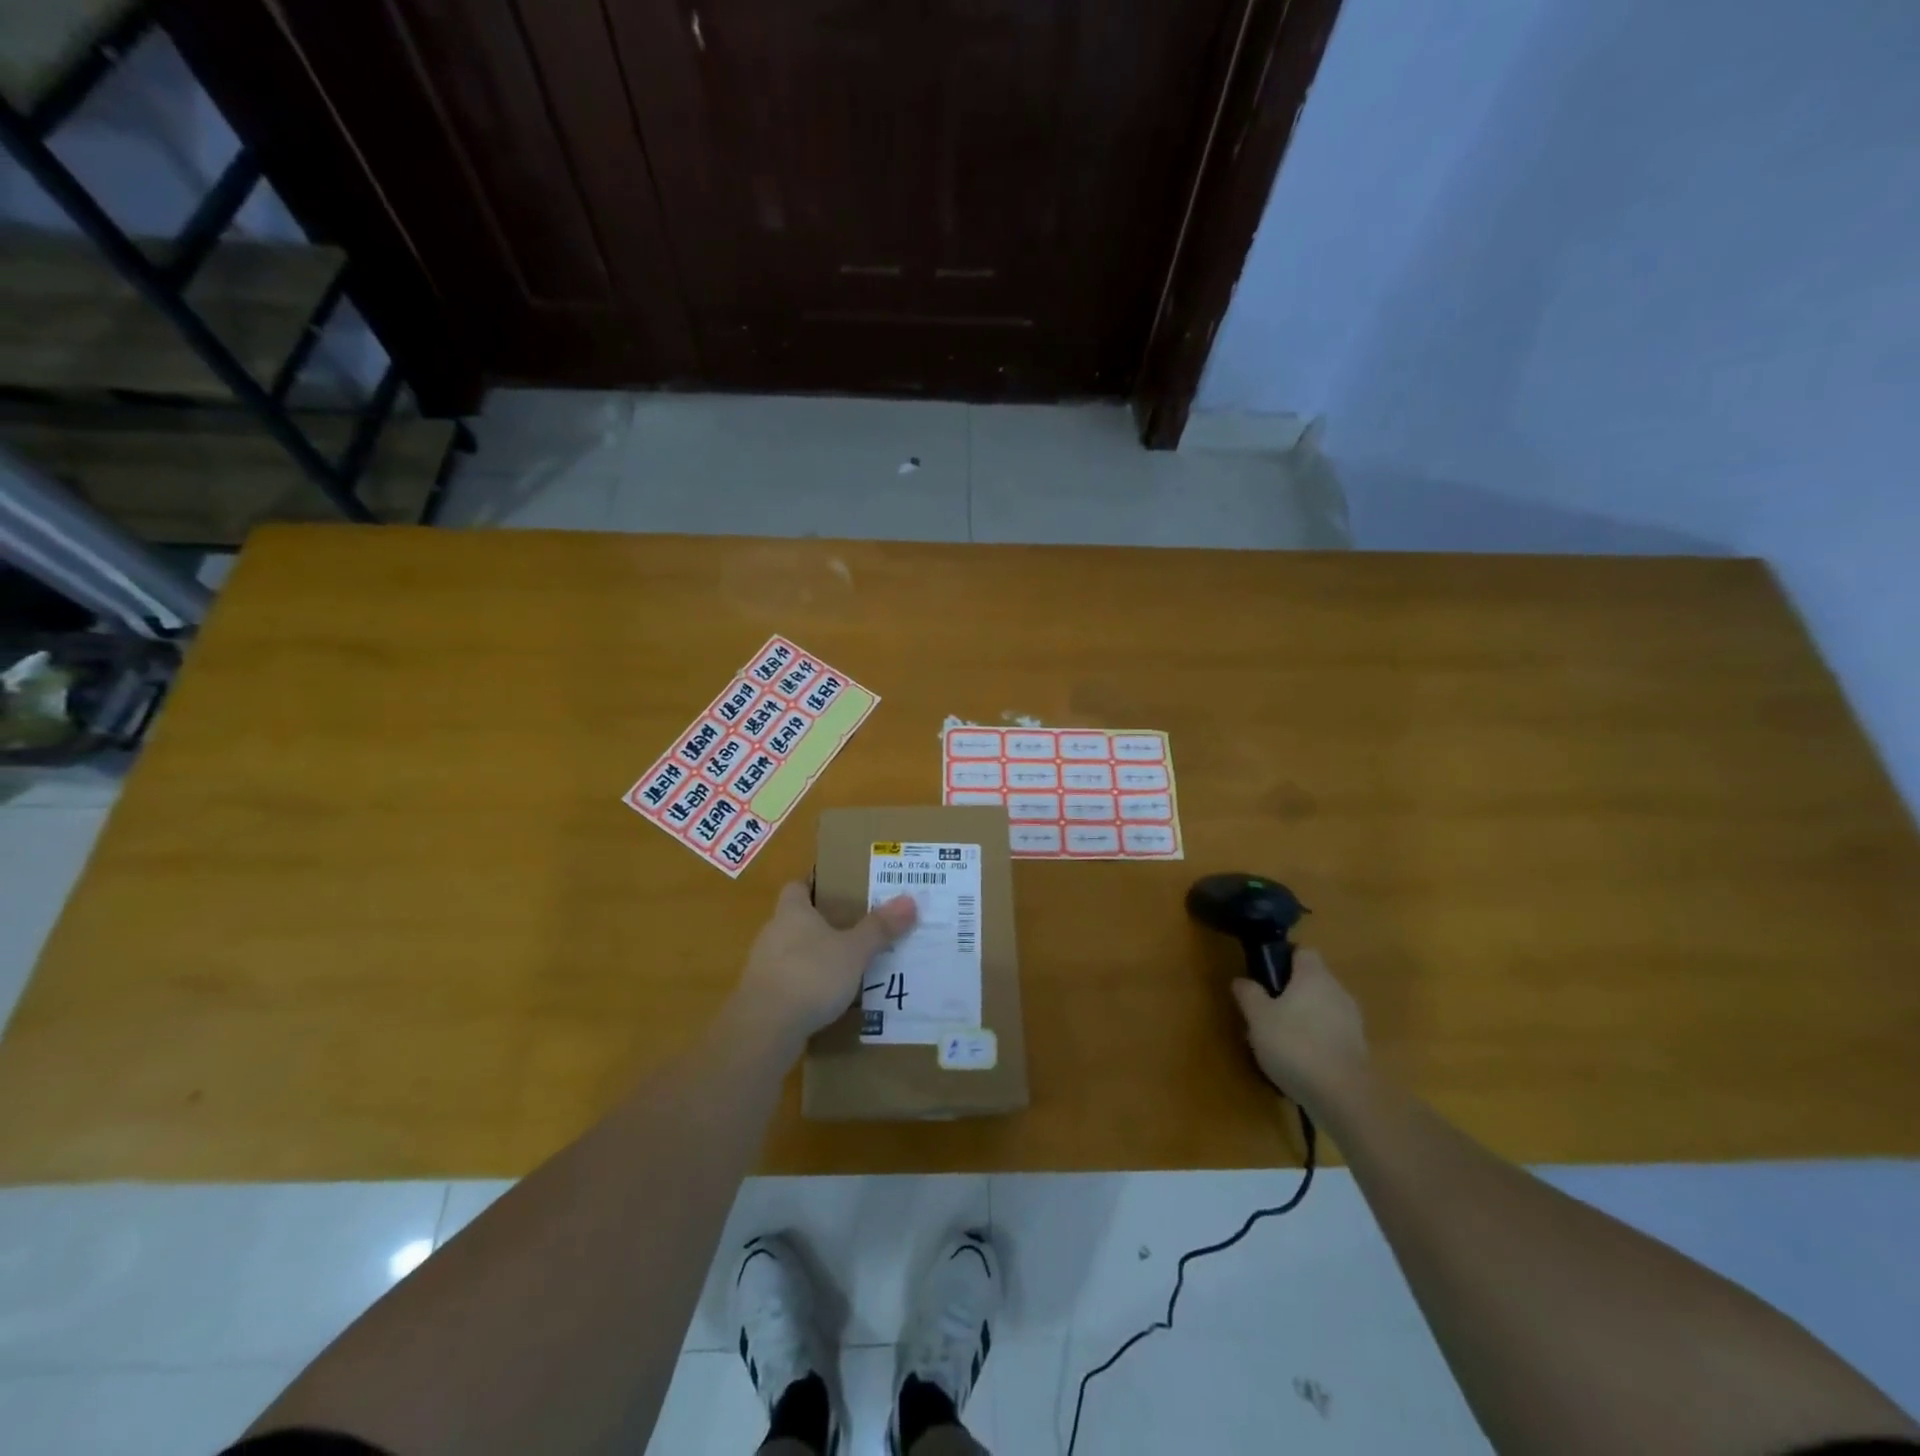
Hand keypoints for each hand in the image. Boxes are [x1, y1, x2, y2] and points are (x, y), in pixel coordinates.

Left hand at [733, 882, 917, 1042]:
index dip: (815, 884)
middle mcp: (772, 933)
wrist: (764, 1029)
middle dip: (822, 923)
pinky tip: (828, 999)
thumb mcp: (854, 951)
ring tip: (848, 965)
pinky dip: (807, 986)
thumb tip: (910, 900)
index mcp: (792, 912)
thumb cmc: (810, 975)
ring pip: (792, 952)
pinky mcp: (761, 998)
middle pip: (796, 919)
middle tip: (856, 927)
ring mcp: (763, 967)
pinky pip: (789, 982)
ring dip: (815, 957)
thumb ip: (879, 928)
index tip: (840, 889)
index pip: (797, 886)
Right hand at [1230, 947, 1367, 1110]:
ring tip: (1280, 1039)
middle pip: (1313, 980)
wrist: (1344, 1097)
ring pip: (1323, 1007)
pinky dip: (1317, 1039)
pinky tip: (1301, 1060)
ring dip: (1305, 1017)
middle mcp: (1337, 991)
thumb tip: (1241, 980)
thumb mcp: (1258, 1018)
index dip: (1283, 958)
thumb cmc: (1295, 1045)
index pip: (1302, 952)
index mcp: (1314, 975)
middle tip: (1266, 1010)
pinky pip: (1332, 1033)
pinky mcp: (1359, 1048)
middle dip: (1291, 991)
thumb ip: (1249, 994)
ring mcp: (1353, 1021)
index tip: (1265, 975)